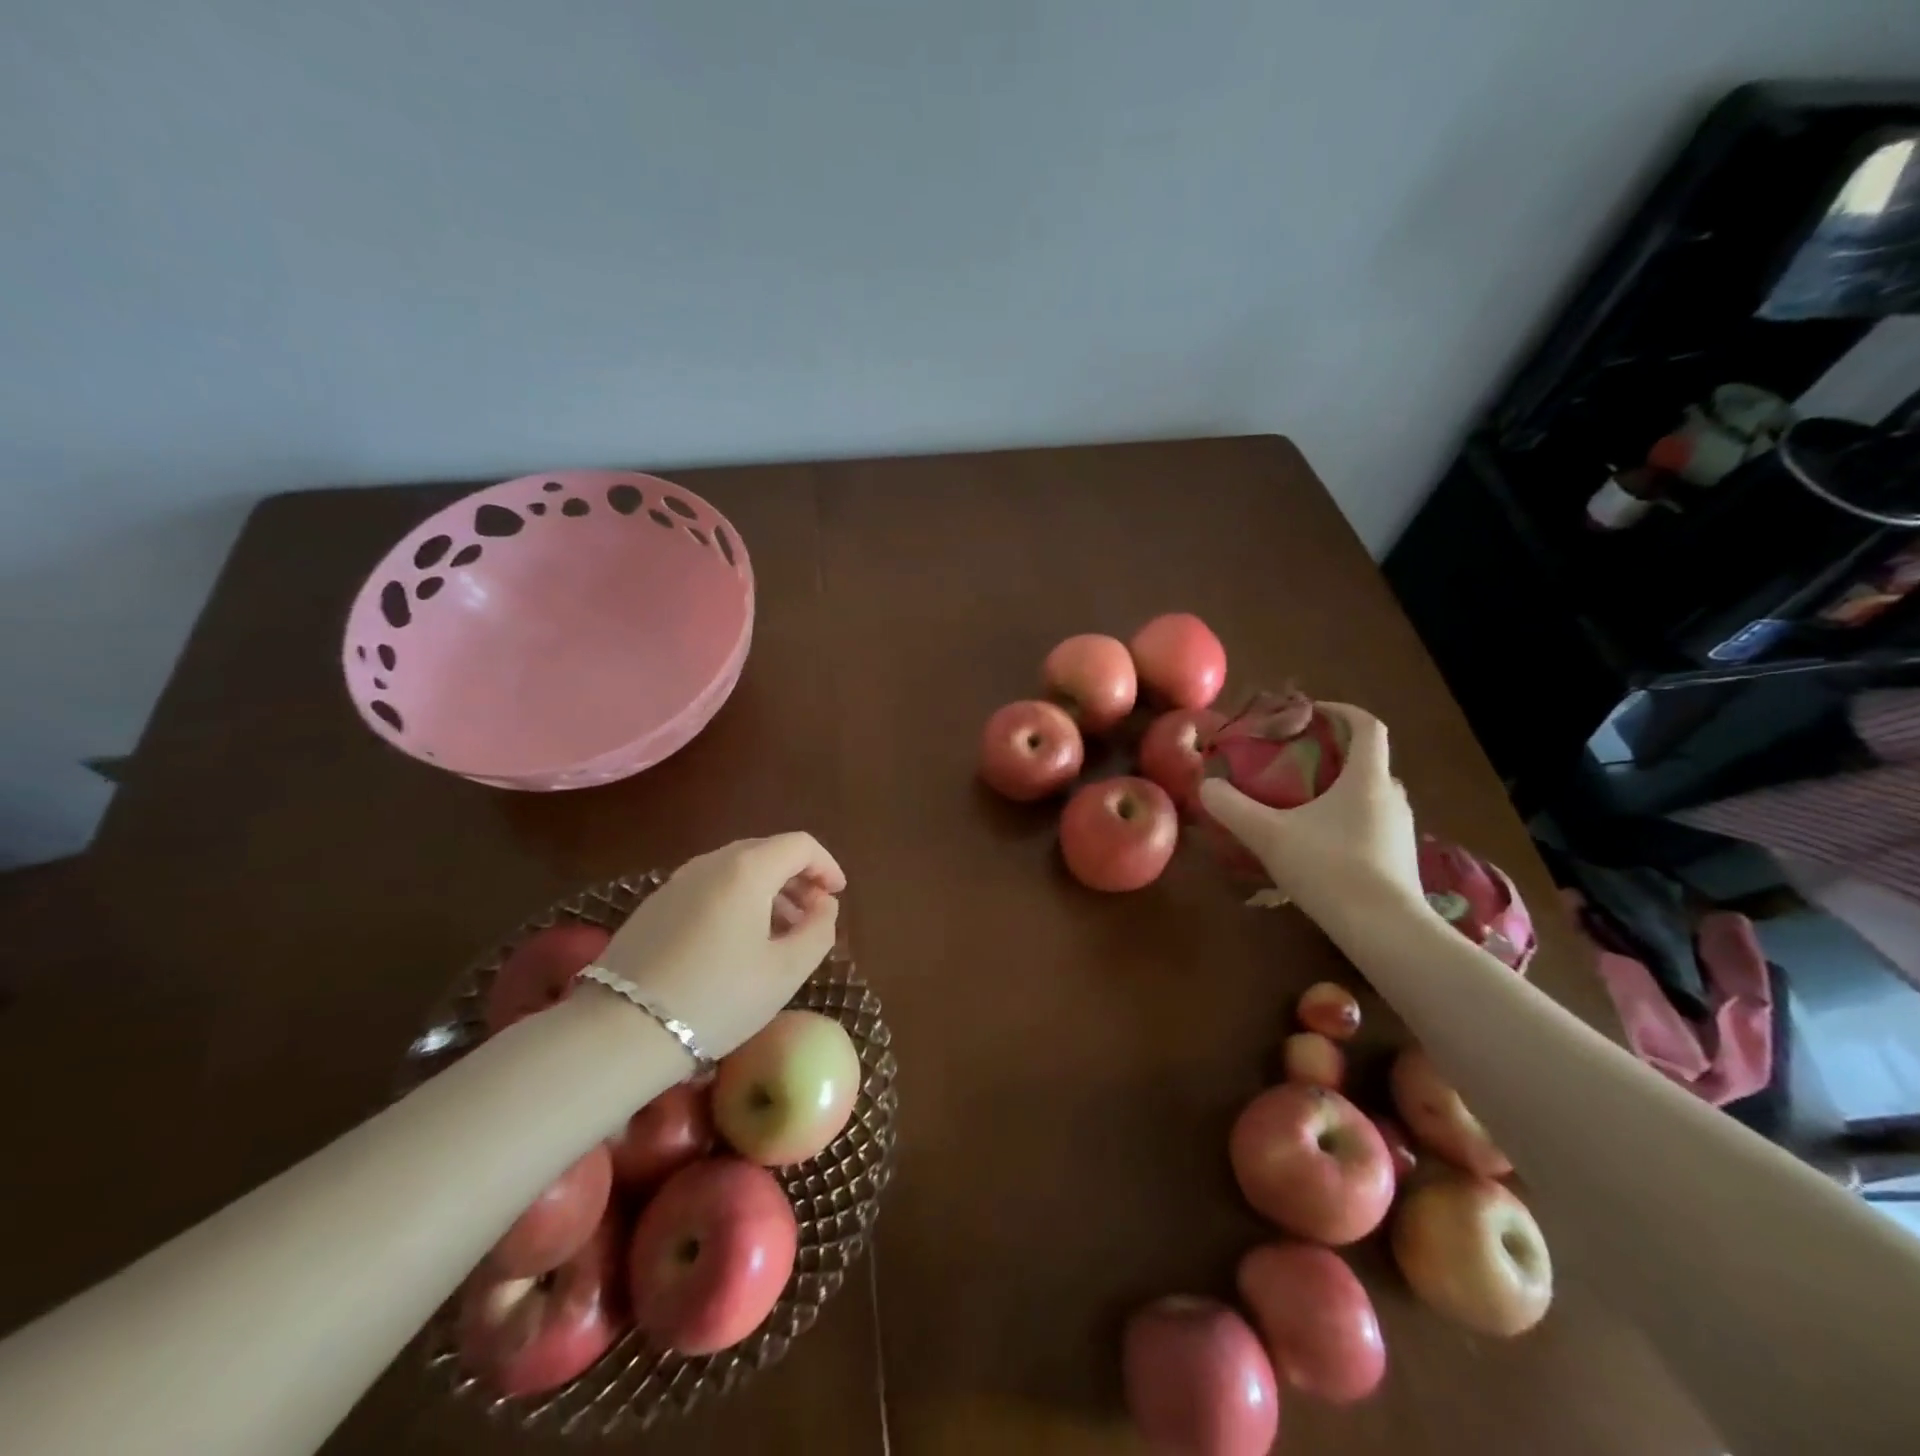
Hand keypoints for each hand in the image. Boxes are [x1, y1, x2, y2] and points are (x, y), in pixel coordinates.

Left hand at [595, 833, 845, 1060]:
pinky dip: (736, 901)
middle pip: (767, 852)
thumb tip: (825, 905)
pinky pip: (709, 887)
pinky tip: (737, 943)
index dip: (826, 865)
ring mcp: (677, 882)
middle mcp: (711, 862)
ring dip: (767, 891)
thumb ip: (819, 930)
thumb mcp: (786, 971)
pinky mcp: (654, 905)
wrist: (621, 1031)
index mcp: (747, 869)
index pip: (799, 845)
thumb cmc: (718, 998)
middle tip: (812, 916)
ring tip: (779, 934)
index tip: (837, 896)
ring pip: (736, 870)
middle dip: (797, 878)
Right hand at [1198, 704, 1421, 923]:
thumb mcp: (1268, 835)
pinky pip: (1372, 824)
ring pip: (1370, 795)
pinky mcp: (1400, 859)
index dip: (1339, 711)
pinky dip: (1347, 820)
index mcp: (1367, 778)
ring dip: (1340, 789)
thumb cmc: (1329, 868)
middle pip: (1367, 760)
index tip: (1309, 713)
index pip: (1366, 725)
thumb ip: (1232, 807)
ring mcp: (1401, 830)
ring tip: (1302, 802)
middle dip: (1333, 753)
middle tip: (1295, 760)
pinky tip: (1319, 843)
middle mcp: (1392, 797)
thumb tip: (1206, 786)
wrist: (1384, 931)